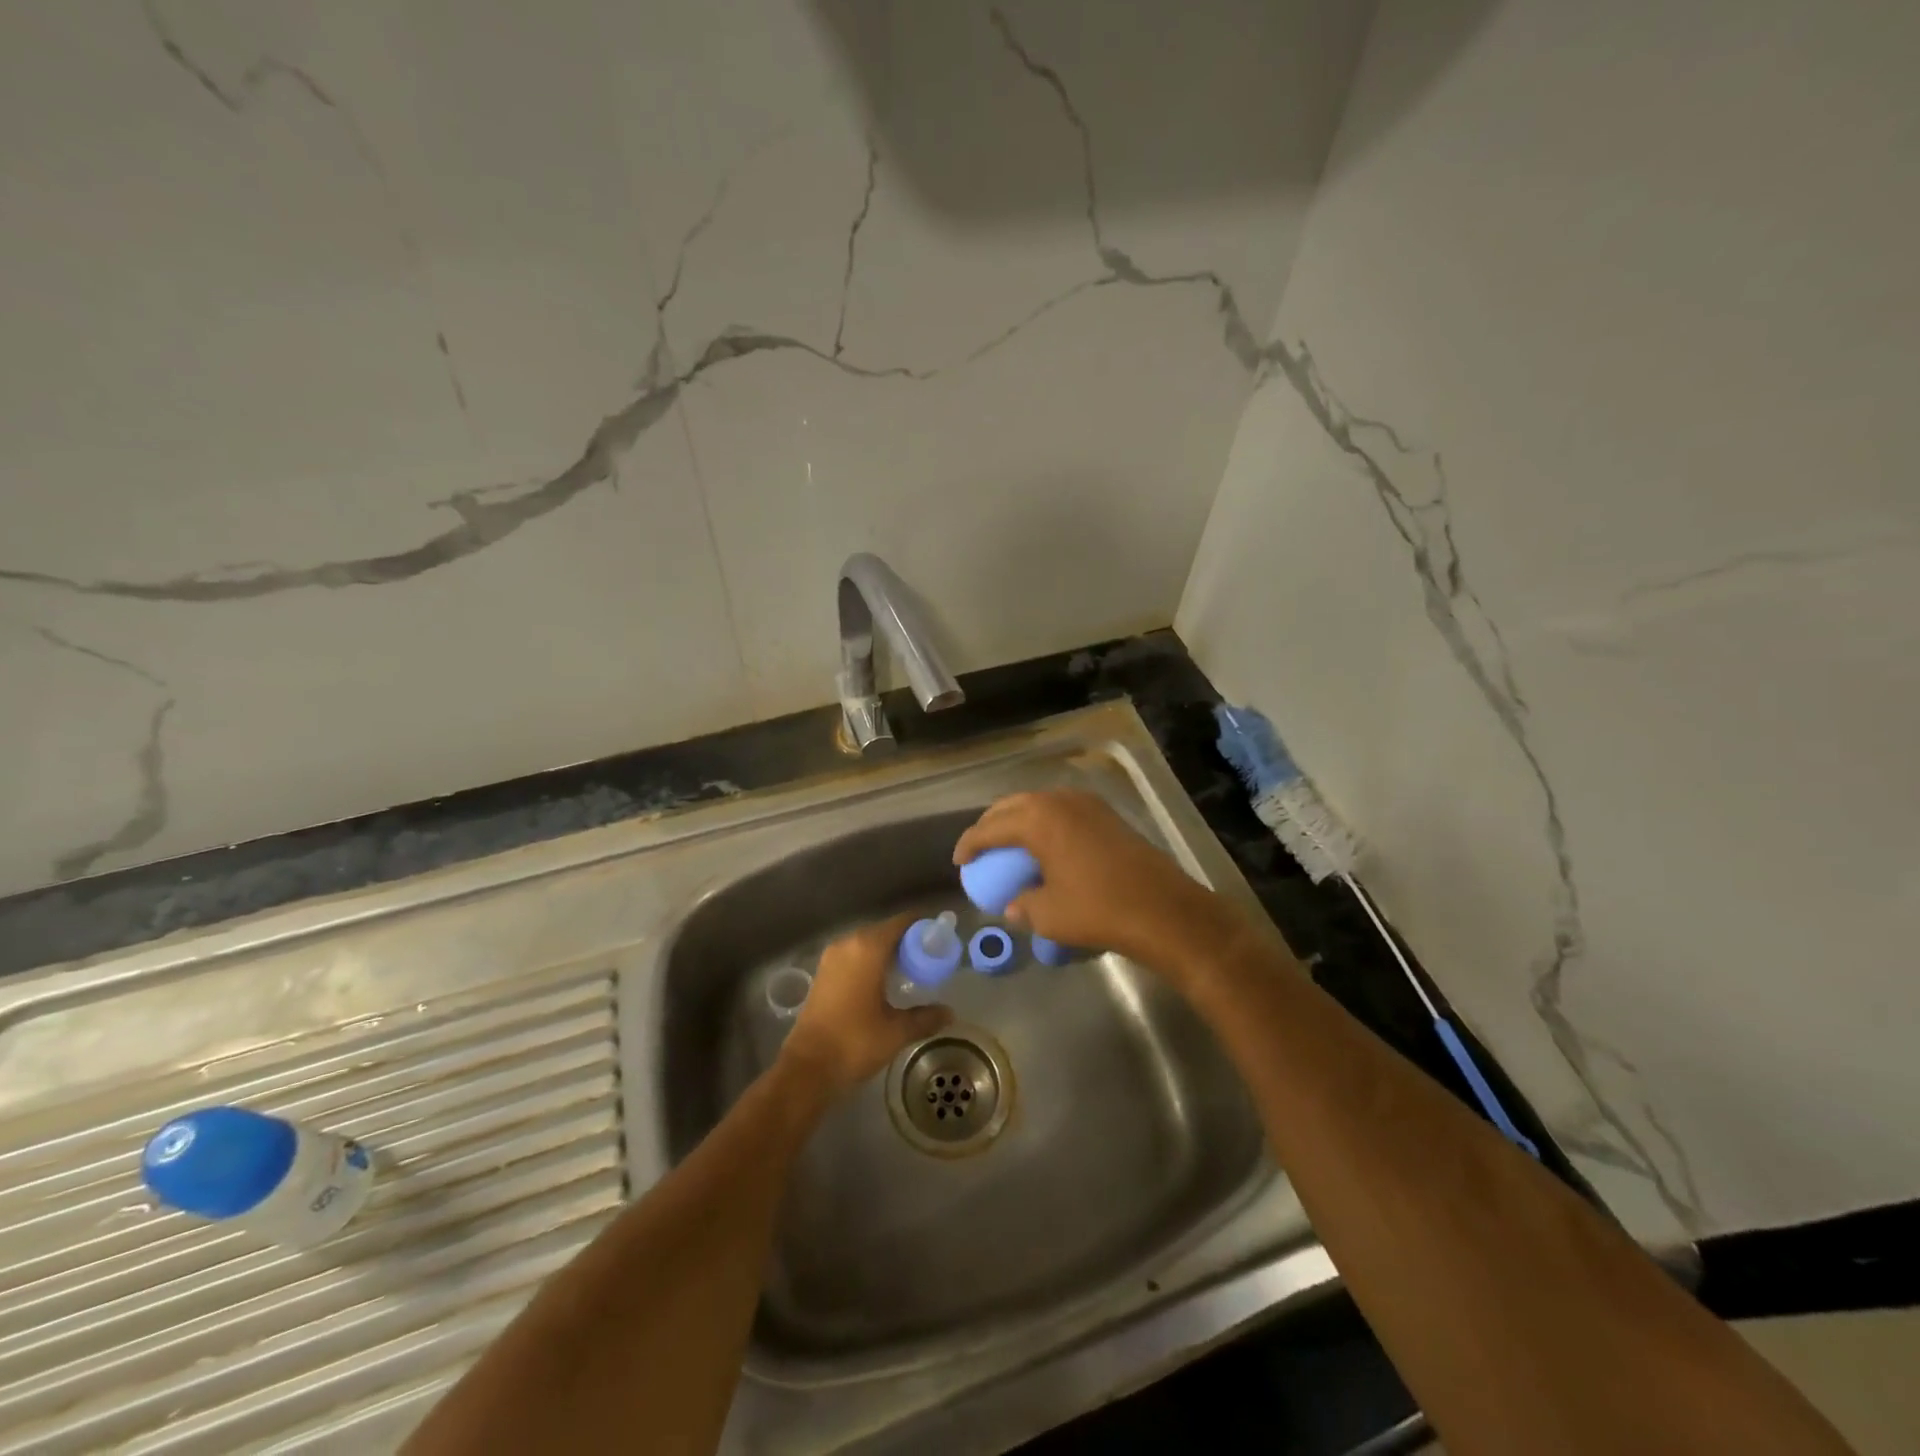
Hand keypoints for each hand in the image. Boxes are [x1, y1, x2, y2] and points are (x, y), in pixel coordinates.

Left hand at [781, 914, 952, 1095]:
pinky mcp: (823, 972)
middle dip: (907, 941)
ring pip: (867, 943)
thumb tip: (950, 1013)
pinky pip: (854, 955)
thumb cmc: (855, 1042)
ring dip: (888, 952)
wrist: (807, 1067)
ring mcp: (832, 957)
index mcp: (868, 948)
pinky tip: (884, 982)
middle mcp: (848, 944)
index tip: (940, 938)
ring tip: (911, 970)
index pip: (901, 922)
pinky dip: (871, 961)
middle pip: (884, 930)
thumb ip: (925, 1018)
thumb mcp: (896, 1031)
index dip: (922, 926)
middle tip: (930, 957)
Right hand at [953, 790, 1241, 977]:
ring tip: (1010, 845)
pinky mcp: (1107, 815)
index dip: (970, 844)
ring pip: (1039, 804)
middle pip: (1013, 806)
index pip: (991, 827)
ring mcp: (1087, 804)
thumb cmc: (1099, 909)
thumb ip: (1023, 905)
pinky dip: (1045, 823)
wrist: (1163, 909)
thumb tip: (1014, 905)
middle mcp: (1060, 800)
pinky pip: (1062, 811)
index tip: (959, 861)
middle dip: (992, 825)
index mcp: (1038, 818)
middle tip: (980, 849)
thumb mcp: (1049, 914)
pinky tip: (1046, 846)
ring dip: (1020, 821)